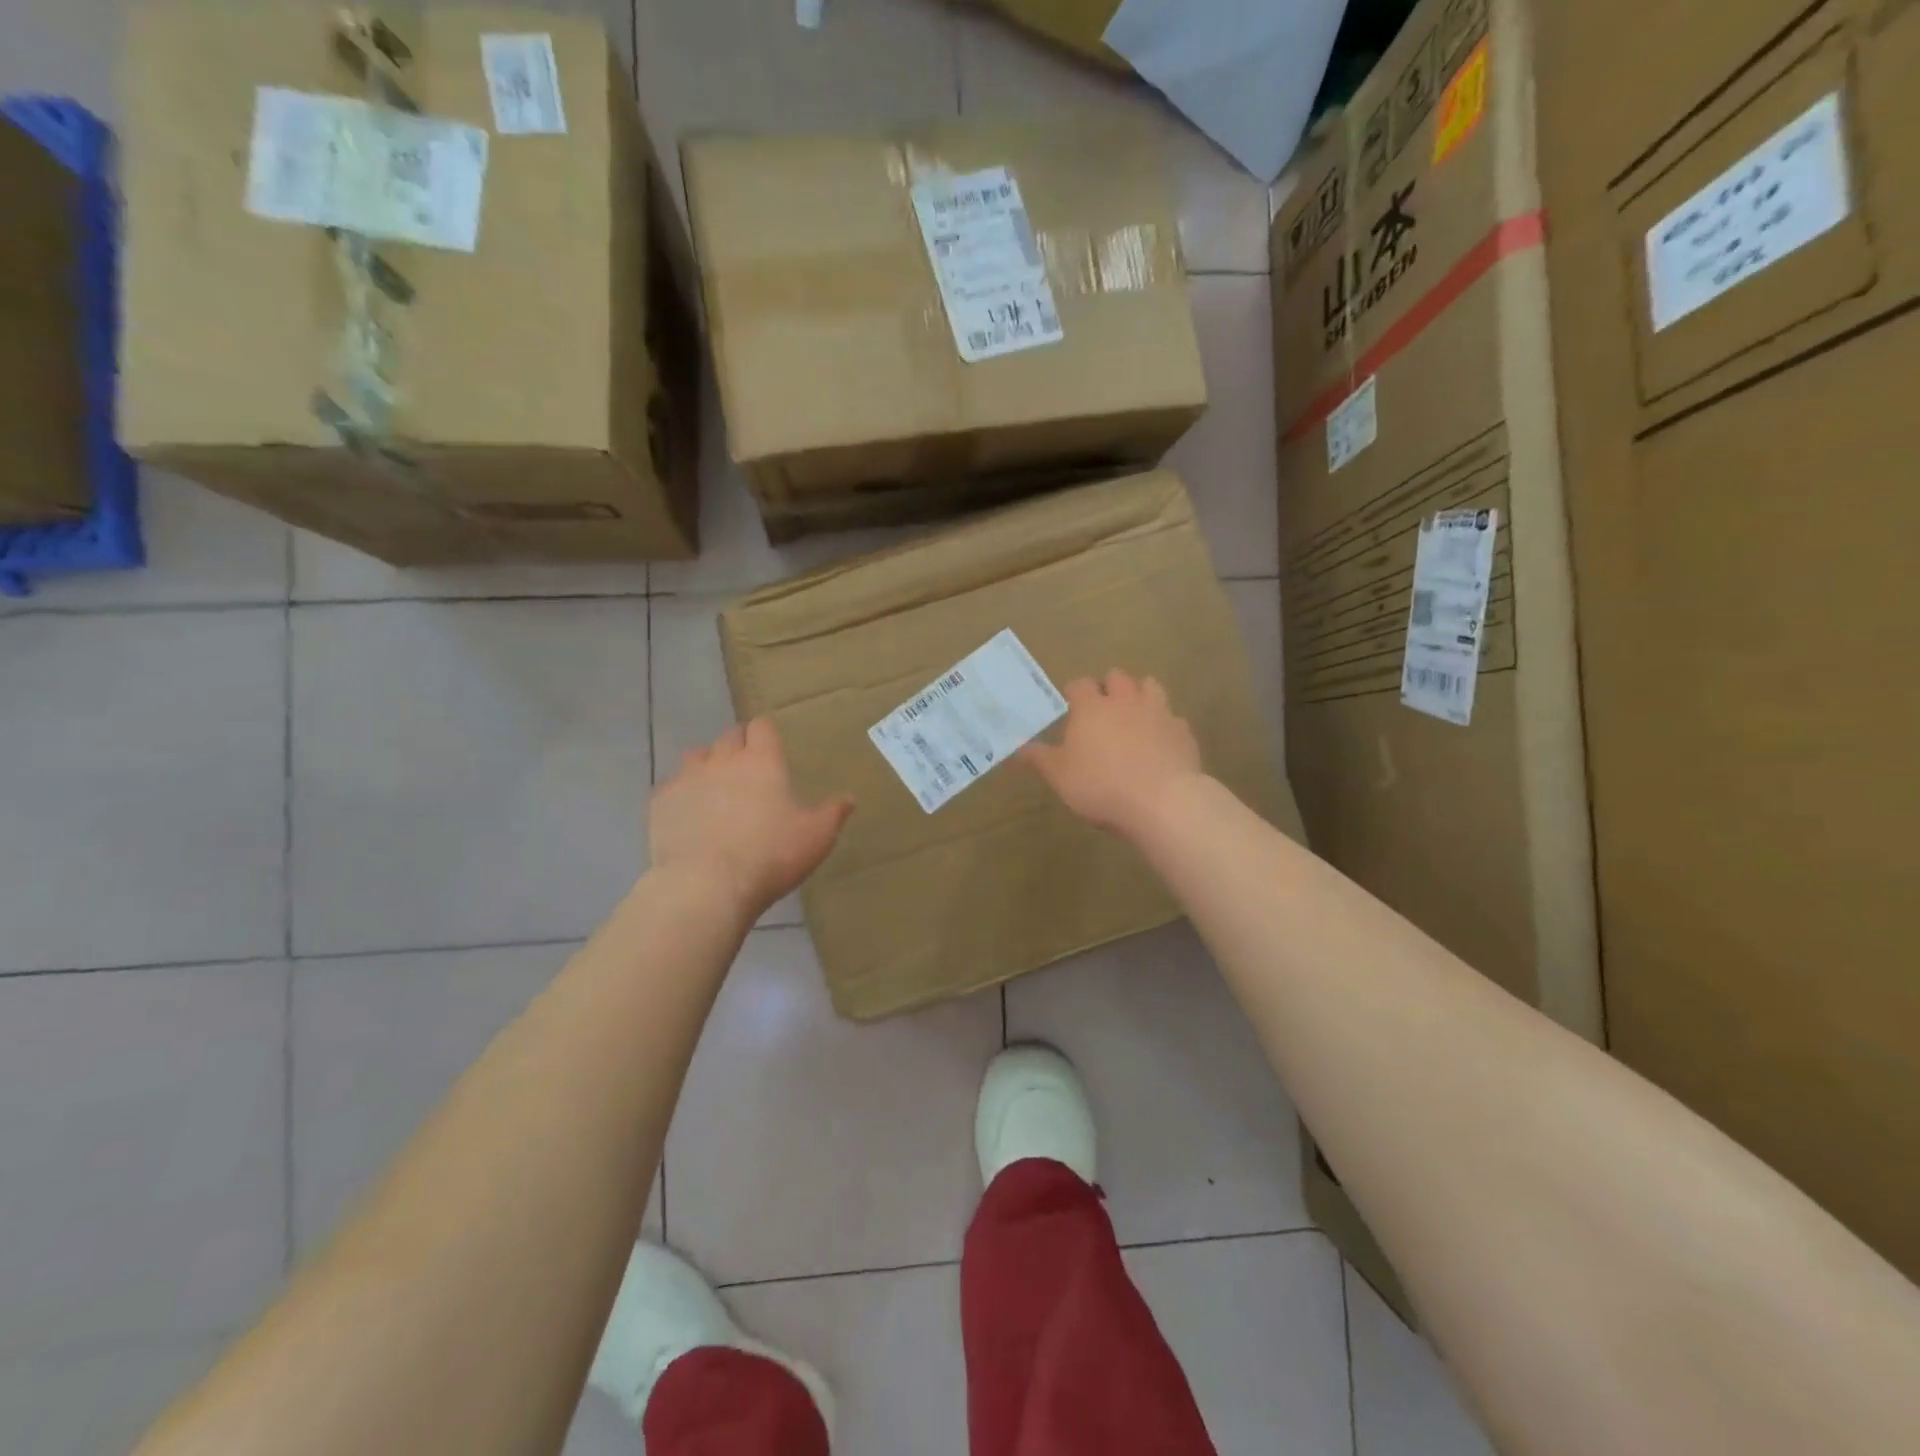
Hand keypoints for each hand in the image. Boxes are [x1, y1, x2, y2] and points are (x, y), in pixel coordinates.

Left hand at [649, 718, 854, 916]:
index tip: (772, 748)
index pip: (762, 727)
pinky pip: (671, 786)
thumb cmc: (770, 856)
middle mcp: (723, 760)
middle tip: (749, 771)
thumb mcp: (816, 837)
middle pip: (729, 736)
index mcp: (763, 762)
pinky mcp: (660, 802)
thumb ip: (833, 813)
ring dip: (708, 765)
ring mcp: (687, 778)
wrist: (706, 885)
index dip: (766, 734)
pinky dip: (682, 794)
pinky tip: (688, 815)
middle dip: (739, 746)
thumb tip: (849, 798)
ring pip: (697, 756)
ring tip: (716, 789)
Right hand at [1020, 670, 1204, 837]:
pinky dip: (1165, 725)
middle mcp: (1125, 701)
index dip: (1074, 692)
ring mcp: (1158, 712)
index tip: (1071, 705)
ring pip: (1150, 686)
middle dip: (1109, 686)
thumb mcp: (1060, 776)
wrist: (1162, 801)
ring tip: (1134, 716)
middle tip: (1103, 709)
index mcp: (1092, 707)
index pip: (1079, 684)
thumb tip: (1018, 748)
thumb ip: (1040, 758)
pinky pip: (1173, 718)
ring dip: (1141, 695)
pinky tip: (1161, 743)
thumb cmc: (1101, 785)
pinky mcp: (1183, 731)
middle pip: (1117, 676)